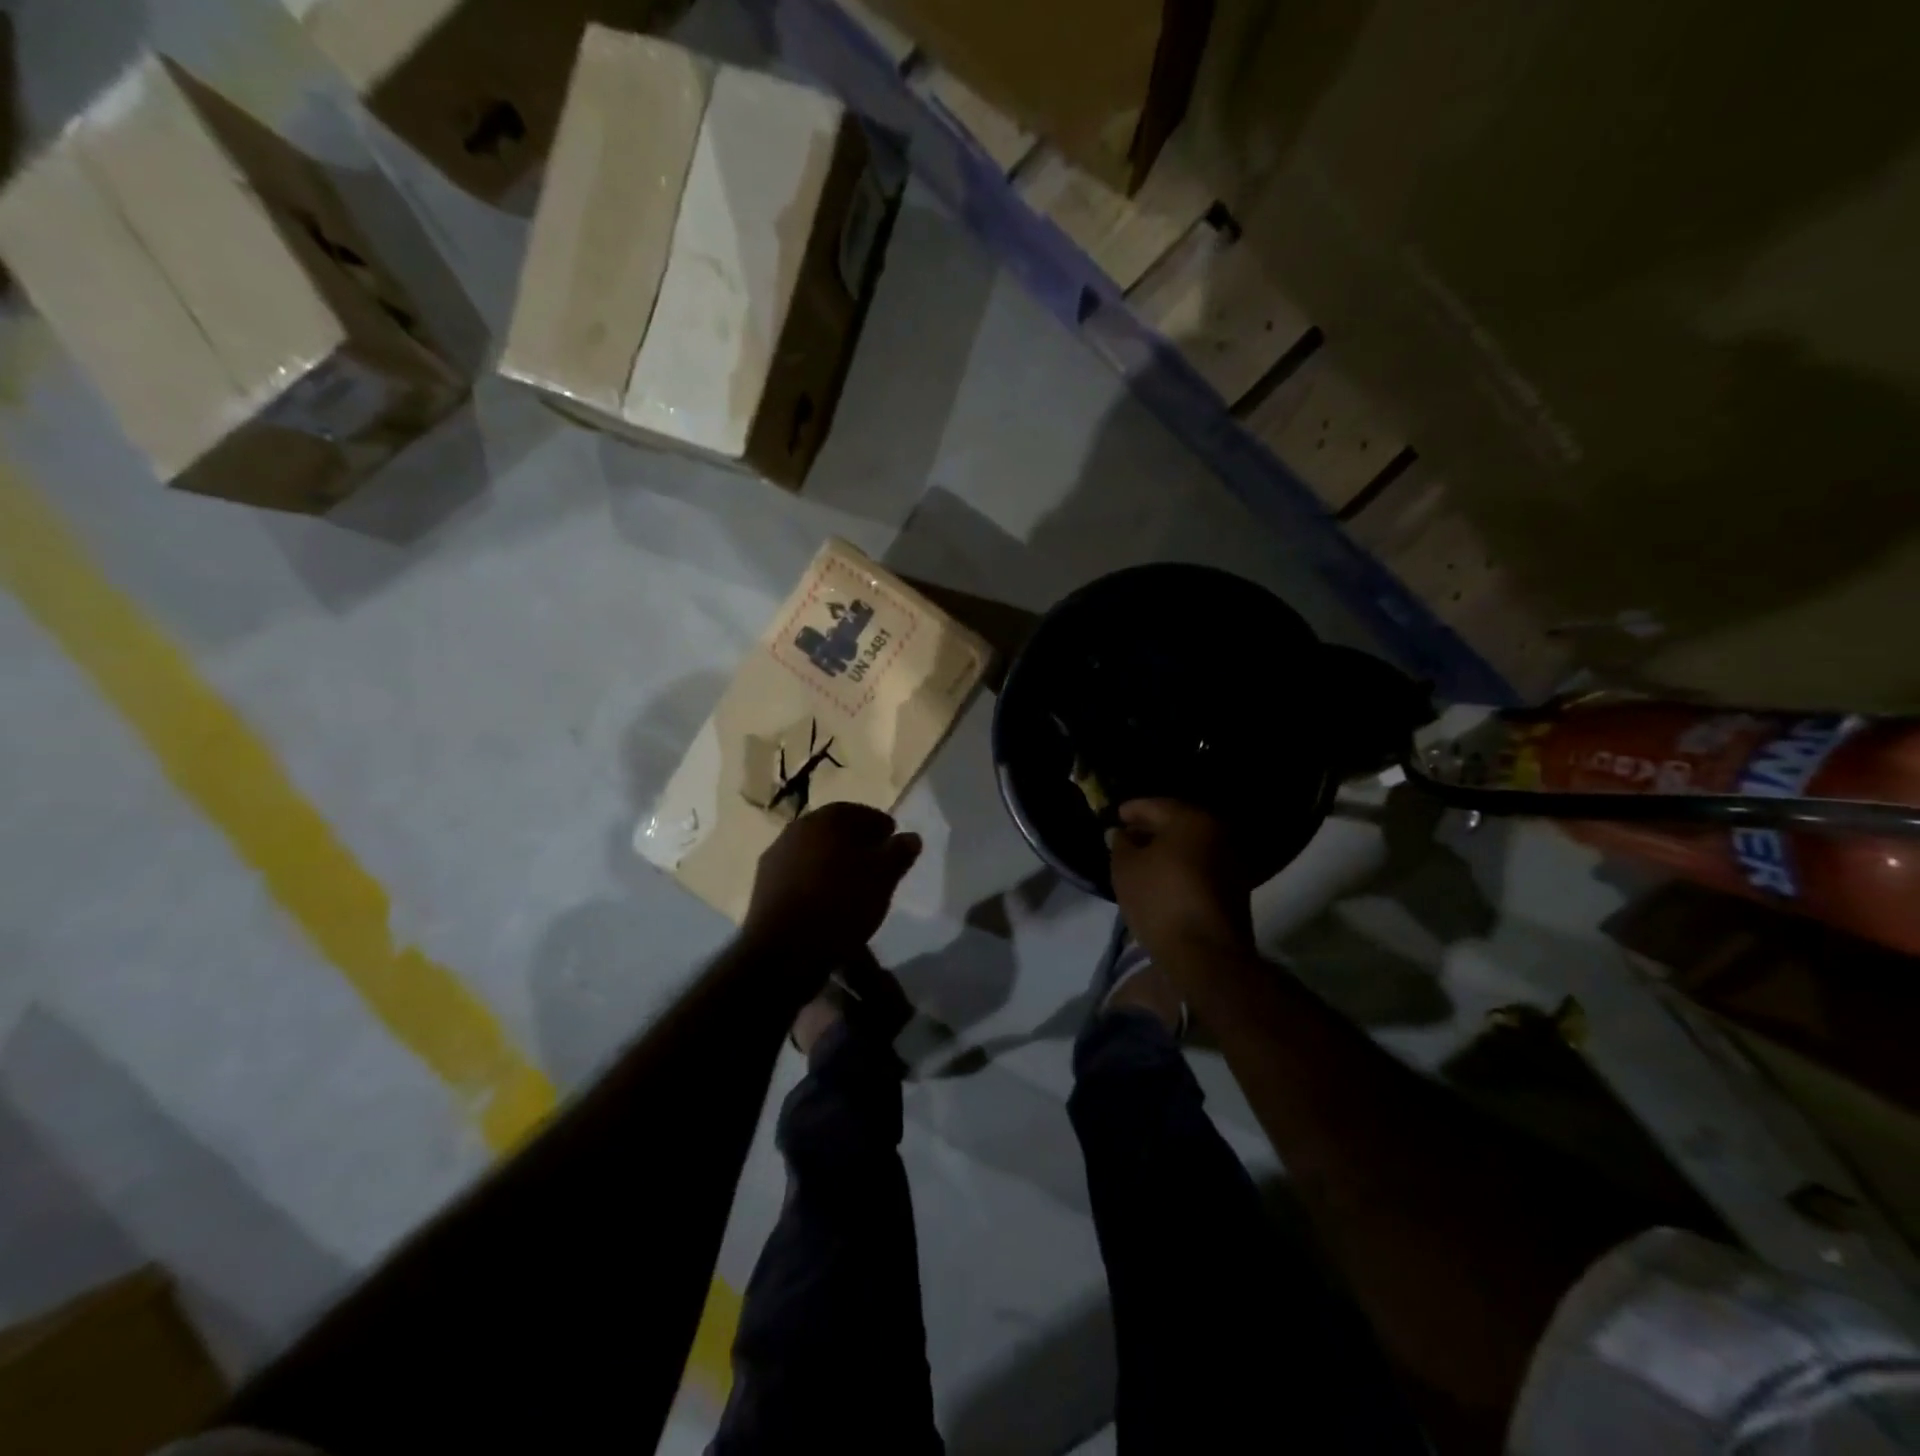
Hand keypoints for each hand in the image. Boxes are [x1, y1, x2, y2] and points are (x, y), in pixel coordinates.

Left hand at [742, 803, 921, 966]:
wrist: (785, 949)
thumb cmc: (841, 904)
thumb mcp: (883, 877)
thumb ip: (899, 852)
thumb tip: (911, 837)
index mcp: (828, 818)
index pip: (860, 812)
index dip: (880, 825)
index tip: (892, 840)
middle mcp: (798, 827)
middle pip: (834, 829)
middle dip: (855, 841)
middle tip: (874, 861)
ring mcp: (776, 854)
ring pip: (814, 850)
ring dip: (832, 860)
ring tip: (850, 883)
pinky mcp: (763, 883)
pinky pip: (798, 871)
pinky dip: (814, 878)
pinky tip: (824, 898)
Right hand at [1109, 799, 1254, 968]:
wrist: (1206, 953)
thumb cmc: (1160, 900)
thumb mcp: (1125, 868)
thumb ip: (1120, 844)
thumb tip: (1121, 833)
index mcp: (1191, 819)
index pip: (1154, 805)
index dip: (1130, 810)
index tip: (1114, 817)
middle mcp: (1217, 832)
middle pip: (1176, 823)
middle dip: (1149, 829)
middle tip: (1125, 838)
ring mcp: (1230, 861)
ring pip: (1190, 846)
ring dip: (1166, 849)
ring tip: (1141, 861)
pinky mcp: (1235, 888)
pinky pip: (1200, 866)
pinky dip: (1180, 866)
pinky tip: (1162, 879)